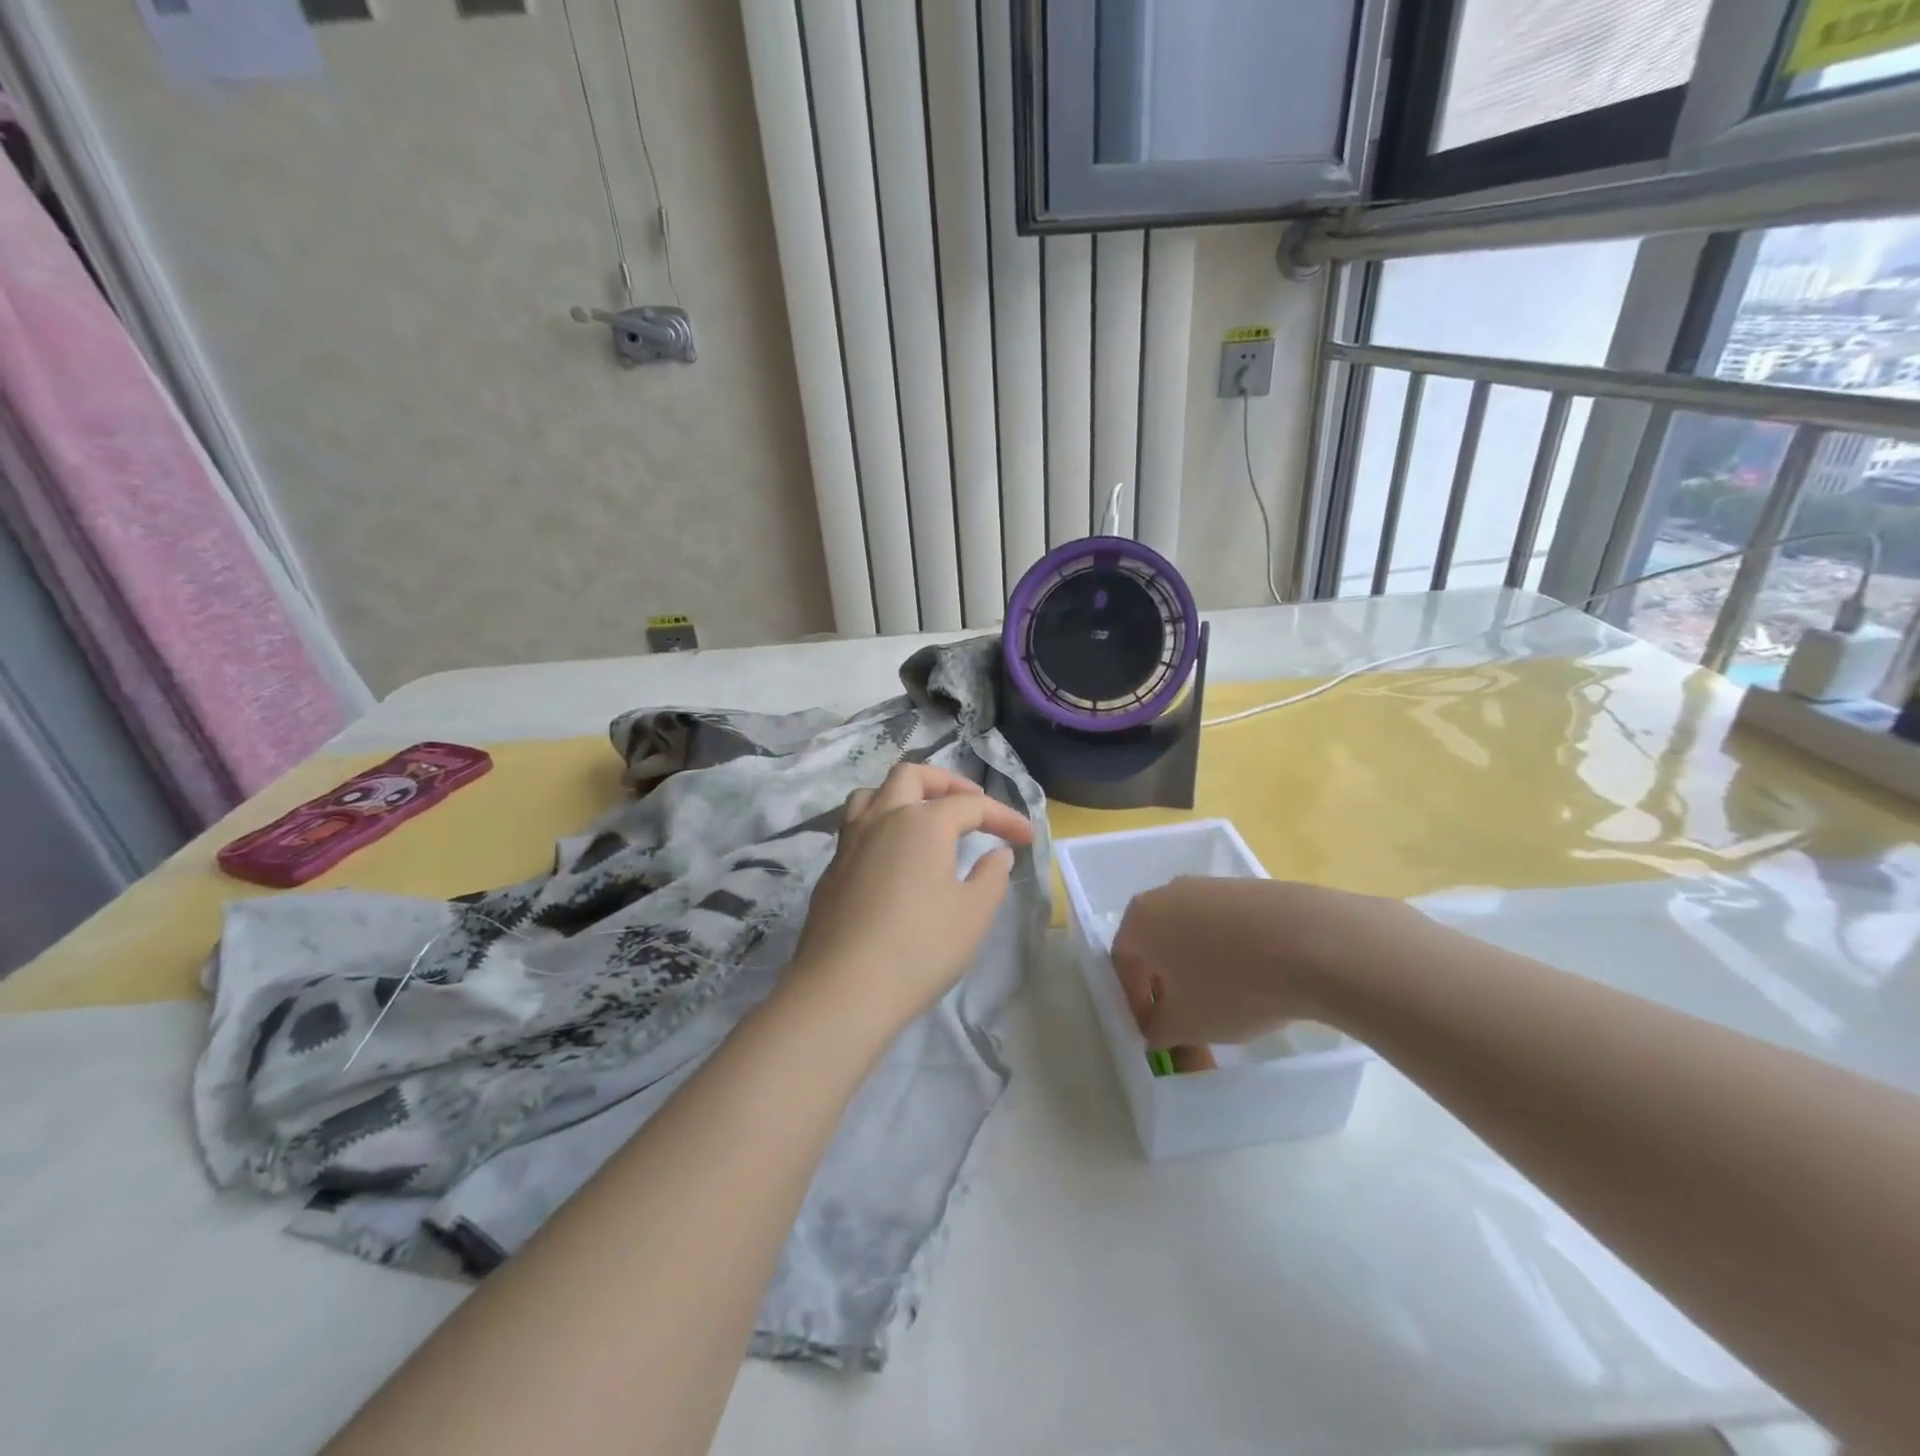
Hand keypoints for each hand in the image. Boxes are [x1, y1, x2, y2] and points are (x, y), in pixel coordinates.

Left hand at [791, 763, 1033, 1033]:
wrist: (843, 989)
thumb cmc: (919, 948)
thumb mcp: (973, 914)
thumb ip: (991, 876)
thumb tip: (997, 854)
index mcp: (922, 822)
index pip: (971, 805)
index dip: (1004, 817)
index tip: (1027, 838)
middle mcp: (882, 819)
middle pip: (911, 775)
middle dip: (946, 781)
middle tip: (970, 804)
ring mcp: (850, 843)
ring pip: (872, 794)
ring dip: (902, 795)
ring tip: (923, 818)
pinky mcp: (831, 871)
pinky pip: (856, 827)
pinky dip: (881, 826)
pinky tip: (893, 858)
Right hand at [1111, 877, 1416, 1047]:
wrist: (1314, 943)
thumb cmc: (1232, 985)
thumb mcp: (1185, 1025)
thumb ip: (1157, 1030)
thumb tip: (1156, 1029)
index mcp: (1140, 919)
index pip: (1123, 964)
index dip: (1137, 1003)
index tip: (1158, 1034)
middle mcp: (1168, 893)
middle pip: (1158, 946)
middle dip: (1169, 988)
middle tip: (1191, 1025)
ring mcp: (1212, 886)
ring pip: (1194, 936)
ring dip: (1202, 973)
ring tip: (1231, 1008)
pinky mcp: (1251, 889)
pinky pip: (1228, 928)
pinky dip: (1233, 956)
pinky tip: (1260, 982)